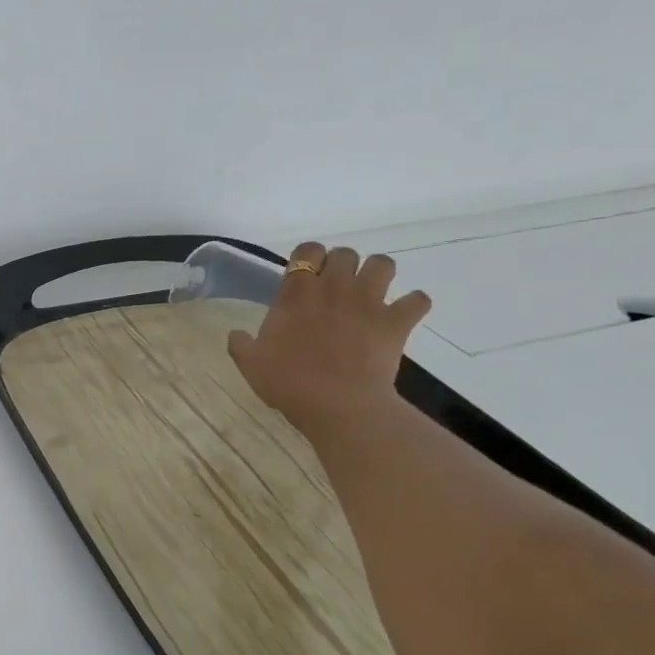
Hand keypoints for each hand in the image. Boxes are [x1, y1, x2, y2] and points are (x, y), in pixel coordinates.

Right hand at [227, 241, 431, 433]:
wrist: (337, 404)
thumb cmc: (288, 382)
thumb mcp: (251, 364)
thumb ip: (241, 344)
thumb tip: (236, 334)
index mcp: (297, 293)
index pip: (307, 250)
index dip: (307, 257)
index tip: (303, 275)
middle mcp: (335, 288)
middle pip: (345, 253)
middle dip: (341, 264)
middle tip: (334, 288)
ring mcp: (370, 302)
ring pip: (383, 264)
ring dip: (377, 274)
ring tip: (369, 293)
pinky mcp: (396, 322)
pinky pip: (418, 300)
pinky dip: (412, 305)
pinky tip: (401, 316)